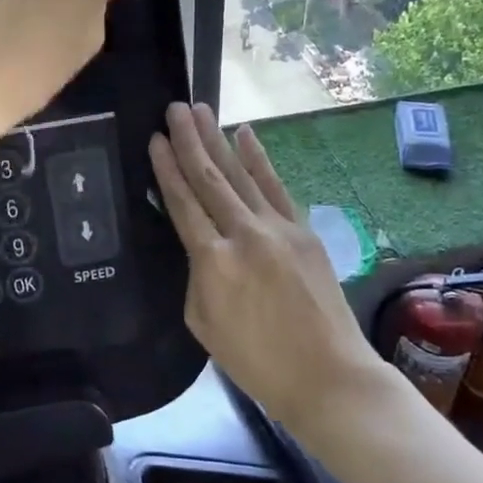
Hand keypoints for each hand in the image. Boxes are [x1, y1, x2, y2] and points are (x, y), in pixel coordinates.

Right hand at [150, 103, 397, 427]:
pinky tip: (246, 135)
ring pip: (240, 175)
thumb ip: (196, 275)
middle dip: (189, 140)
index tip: (154, 139)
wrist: (328, 375)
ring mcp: (278, 228)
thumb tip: (200, 245)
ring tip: (201, 110)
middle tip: (175, 107)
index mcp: (212, 261)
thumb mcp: (203, 323)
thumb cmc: (256, 361)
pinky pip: (275, 187)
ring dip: (218, 140)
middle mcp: (244, 234)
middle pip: (209, 178)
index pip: (183, 204)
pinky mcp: (303, 231)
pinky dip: (260, 159)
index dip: (166, 169)